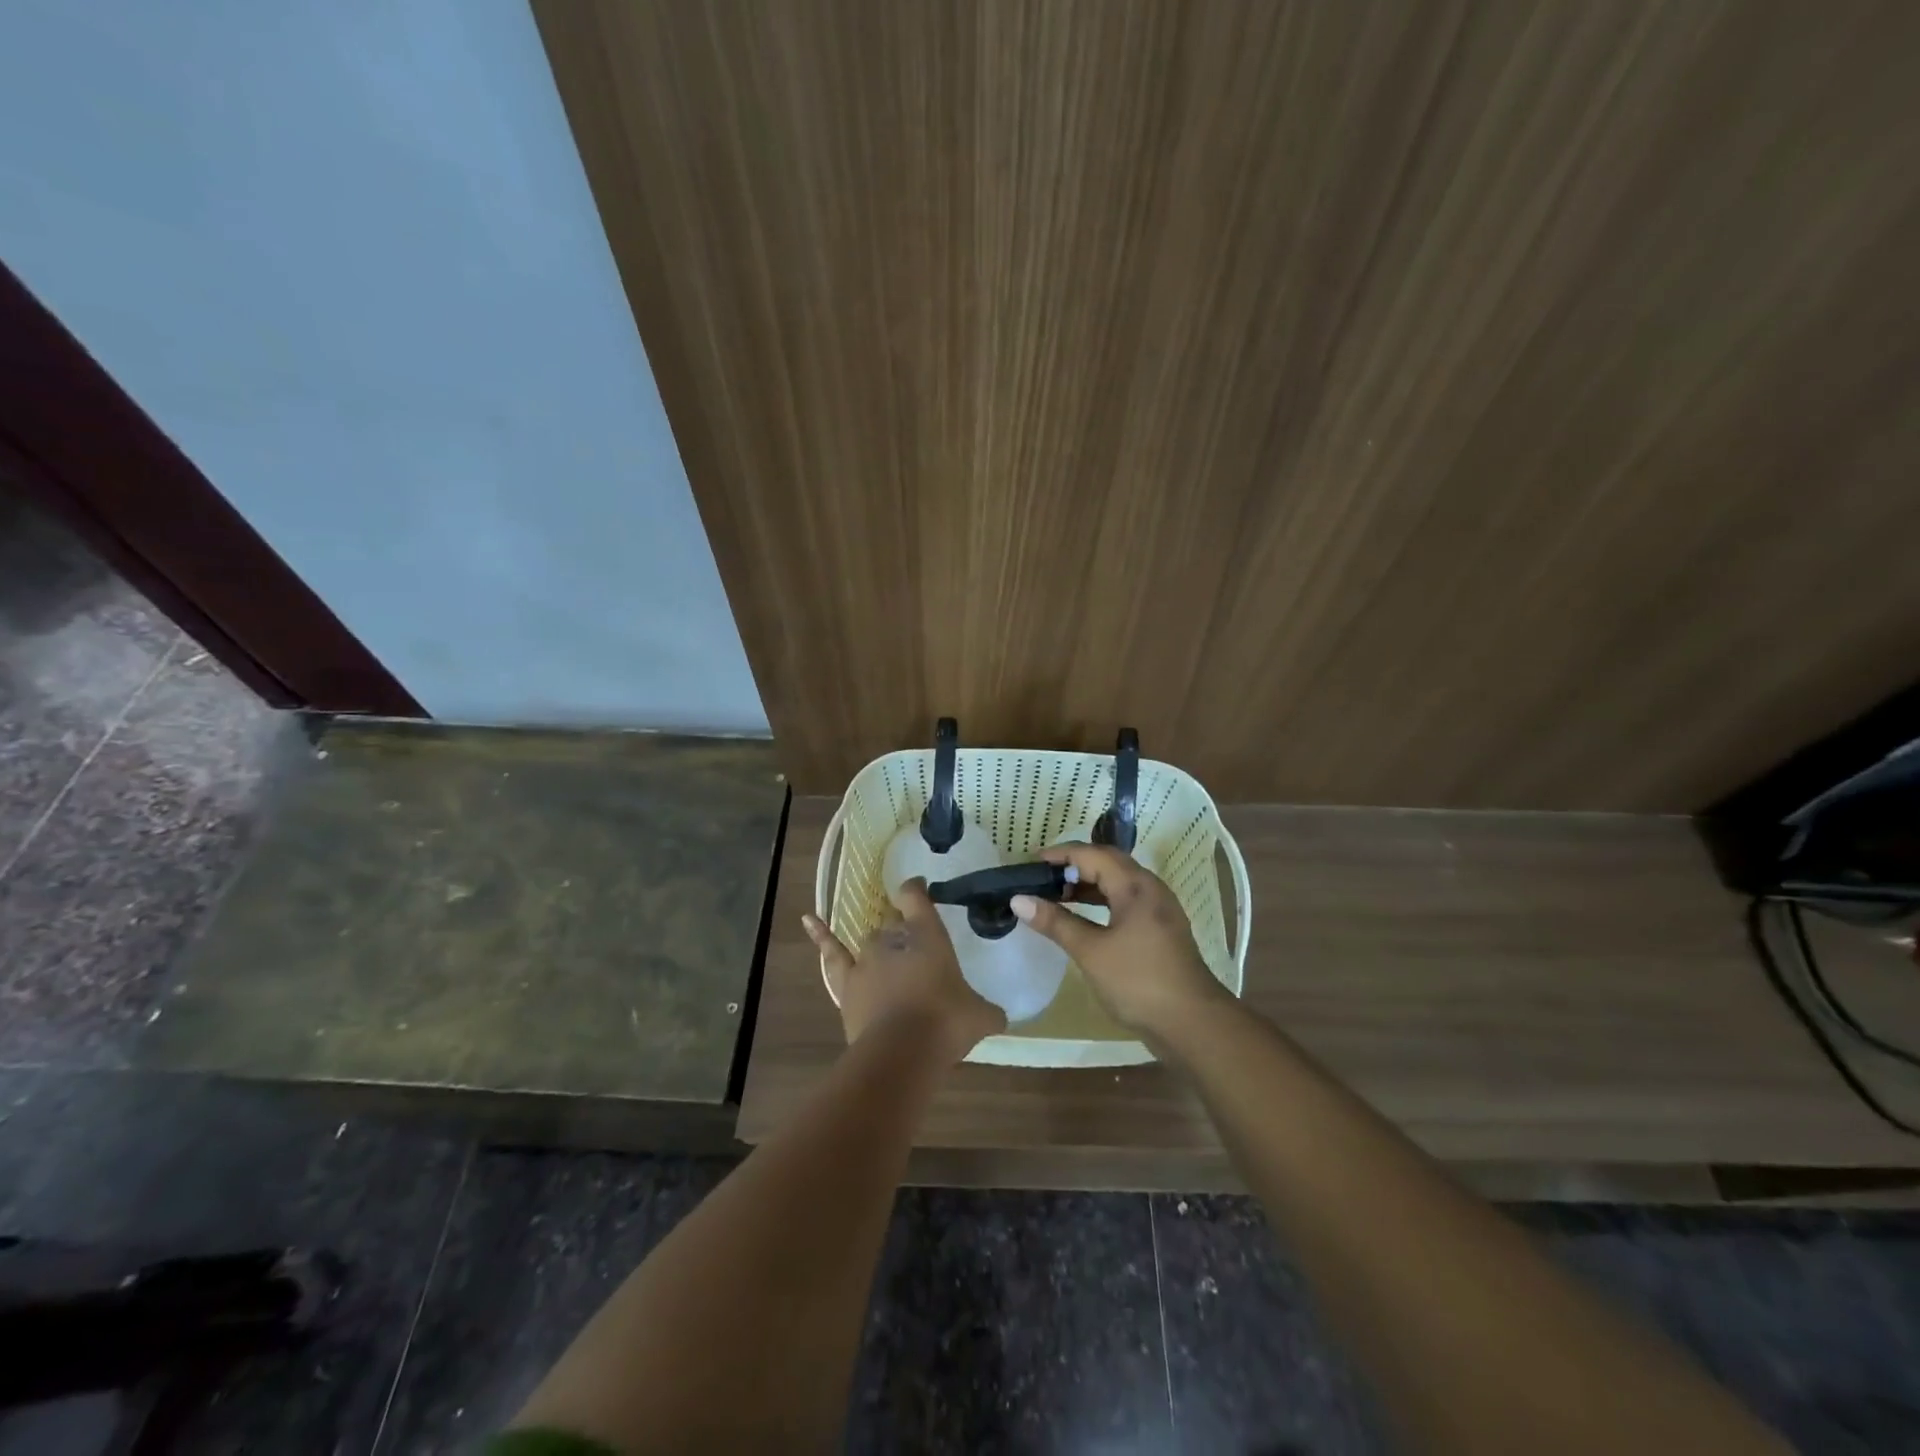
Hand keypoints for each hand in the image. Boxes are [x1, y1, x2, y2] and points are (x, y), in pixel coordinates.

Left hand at [804, 879, 1005, 1061]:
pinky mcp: (846, 983)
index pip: (916, 897)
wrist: (902, 1051)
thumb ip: (989, 1012)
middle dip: (903, 934)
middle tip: (916, 954)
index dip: (916, 891)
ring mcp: (866, 959)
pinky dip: (820, 935)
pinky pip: (832, 953)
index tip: (920, 890)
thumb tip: (999, 1017)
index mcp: (927, 934)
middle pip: (894, 925)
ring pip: (869, 941)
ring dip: (879, 949)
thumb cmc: (946, 1022)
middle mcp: (894, 938)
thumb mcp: (981, 1017)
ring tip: (888, 962)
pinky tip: (807, 919)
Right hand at [1010, 844, 1227, 1036]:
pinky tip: (1082, 917)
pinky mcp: (1159, 929)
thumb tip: (1018, 899)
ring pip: (1117, 883)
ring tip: (1055, 895)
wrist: (1192, 1023)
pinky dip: (1100, 902)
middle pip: (1106, 863)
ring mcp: (1158, 909)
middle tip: (1040, 878)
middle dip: (1072, 866)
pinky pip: (1124, 901)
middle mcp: (1150, 888)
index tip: (1029, 863)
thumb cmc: (1138, 981)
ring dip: (1086, 885)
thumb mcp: (1090, 951)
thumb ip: (1055, 922)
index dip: (1059, 855)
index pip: (1091, 854)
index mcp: (1135, 885)